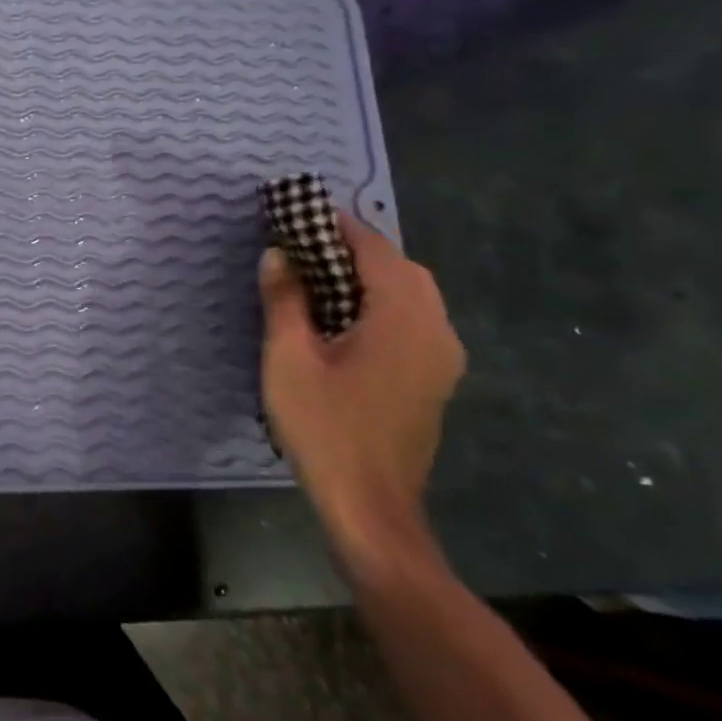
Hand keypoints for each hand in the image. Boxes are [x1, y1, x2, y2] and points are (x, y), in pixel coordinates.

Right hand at [259, 213, 464, 567]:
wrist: (371, 507)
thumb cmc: (325, 428)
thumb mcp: (289, 358)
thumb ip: (285, 300)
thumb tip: (278, 255)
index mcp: (404, 318)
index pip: (375, 249)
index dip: (337, 226)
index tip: (300, 212)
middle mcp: (436, 329)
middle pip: (401, 268)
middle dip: (355, 249)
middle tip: (304, 247)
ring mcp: (443, 358)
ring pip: (411, 295)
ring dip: (370, 277)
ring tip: (319, 278)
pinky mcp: (436, 380)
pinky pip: (413, 321)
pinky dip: (381, 304)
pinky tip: (344, 321)